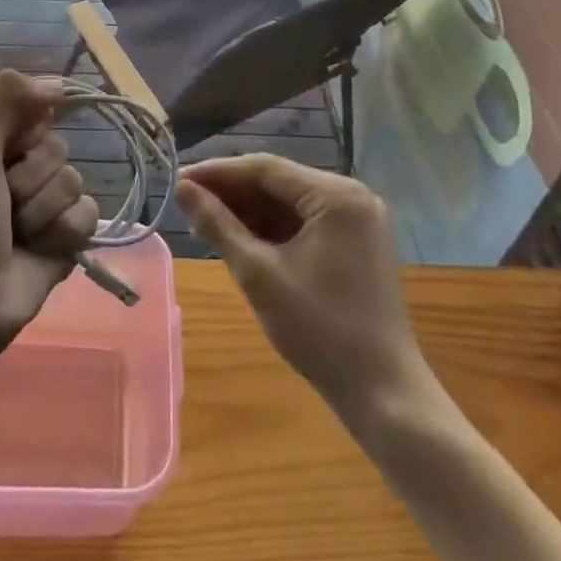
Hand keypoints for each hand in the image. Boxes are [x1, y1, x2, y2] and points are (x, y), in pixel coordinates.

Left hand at [0, 70, 99, 350]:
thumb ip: (6, 100)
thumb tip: (58, 80)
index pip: (37, 112)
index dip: (27, 130)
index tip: (11, 146)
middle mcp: (24, 170)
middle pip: (59, 149)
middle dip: (31, 179)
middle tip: (3, 203)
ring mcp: (48, 205)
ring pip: (74, 183)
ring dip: (43, 211)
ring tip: (17, 234)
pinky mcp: (68, 238)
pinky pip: (88, 216)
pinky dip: (63, 233)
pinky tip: (41, 250)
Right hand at [177, 154, 428, 421]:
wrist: (382, 391)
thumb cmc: (319, 330)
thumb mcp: (259, 274)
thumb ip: (218, 225)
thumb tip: (183, 189)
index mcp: (336, 196)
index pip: (265, 168)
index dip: (217, 173)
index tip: (178, 181)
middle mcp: (352, 196)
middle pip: (278, 182)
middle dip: (232, 194)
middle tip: (187, 205)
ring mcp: (357, 219)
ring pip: (290, 202)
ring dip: (249, 211)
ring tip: (206, 225)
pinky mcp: (356, 242)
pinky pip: (305, 222)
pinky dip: (273, 229)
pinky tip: (241, 239)